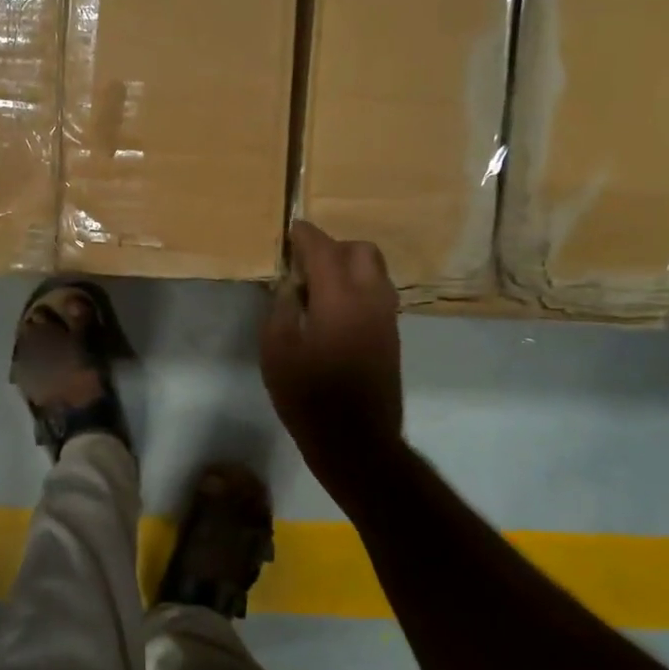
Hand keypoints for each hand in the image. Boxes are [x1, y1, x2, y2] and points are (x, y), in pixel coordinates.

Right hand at [260, 221, 402, 476]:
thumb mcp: (276, 352)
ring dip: (350, 267)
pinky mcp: (392, 336)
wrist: (356, 440)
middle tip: (306, 264)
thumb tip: (290, 286)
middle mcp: (370, 299)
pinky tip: (335, 311)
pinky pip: (378, 294)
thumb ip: (281, 309)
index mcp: (339, 298)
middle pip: (361, 251)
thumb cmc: (308, 397)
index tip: (292, 230)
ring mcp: (387, 317)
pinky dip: (359, 287)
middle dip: (334, 247)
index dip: (305, 236)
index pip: (324, 250)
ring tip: (320, 286)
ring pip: (375, 271)